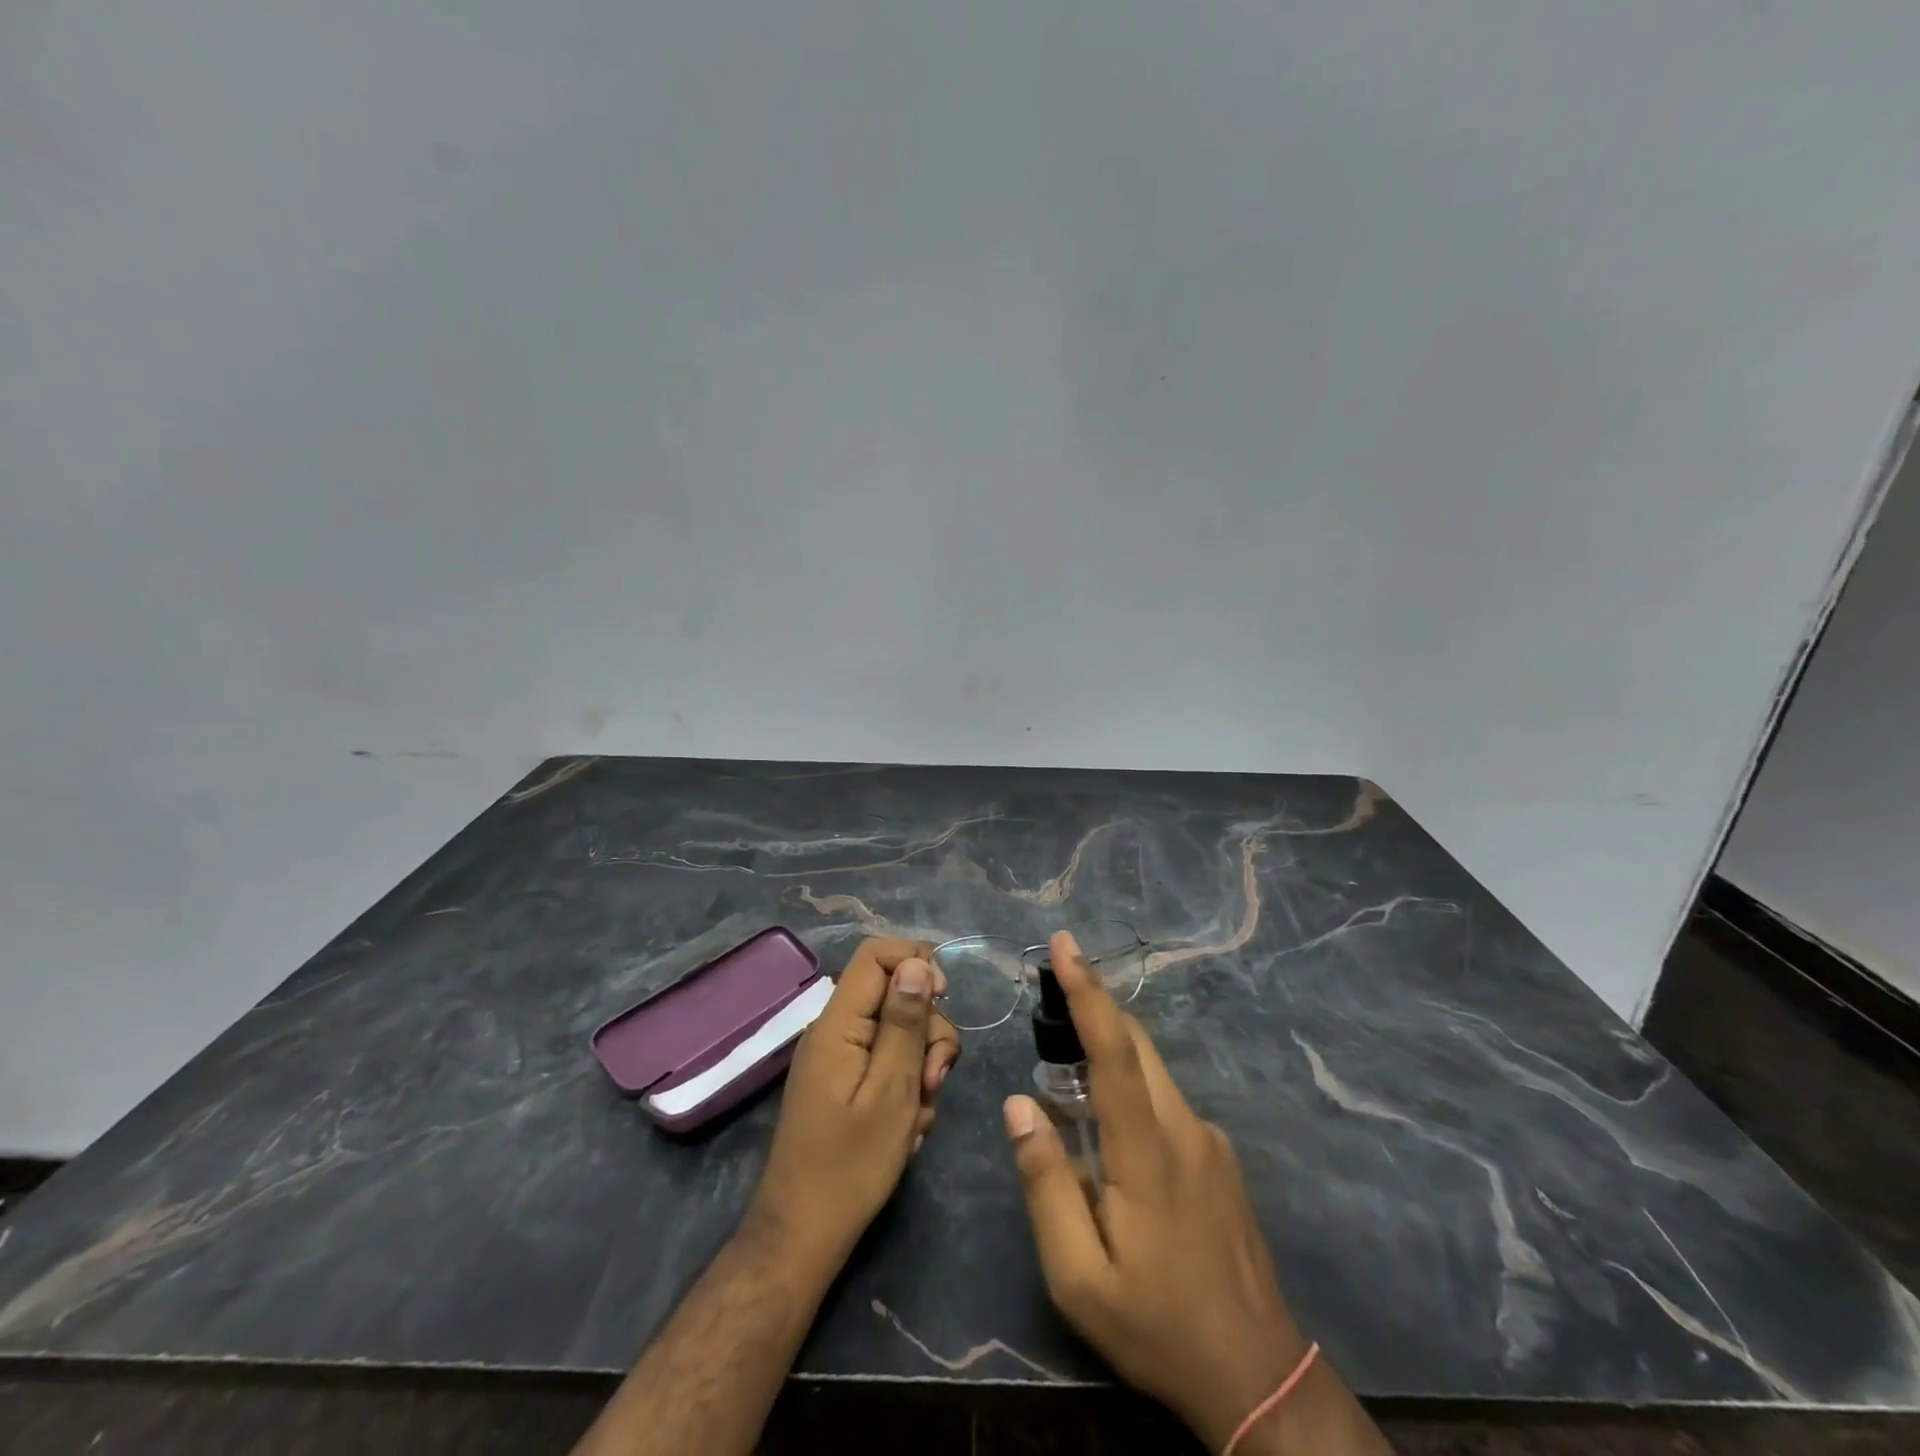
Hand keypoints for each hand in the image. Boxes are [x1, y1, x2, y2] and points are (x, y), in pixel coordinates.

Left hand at [748, 938, 961, 1269]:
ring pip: (898, 1033)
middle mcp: (836, 1031)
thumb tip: (917, 963)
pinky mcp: (845, 1083)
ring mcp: (839, 1058)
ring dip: (922, 1067)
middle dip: (927, 1032)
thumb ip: (905, 1023)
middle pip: (895, 995)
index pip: (876, 955)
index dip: (916, 962)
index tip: (945, 998)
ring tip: (919, 1116)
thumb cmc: (850, 1166)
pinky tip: (907, 1128)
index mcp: (838, 1023)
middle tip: (934, 1082)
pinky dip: (906, 1089)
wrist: (803, 1237)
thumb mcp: (892, 1090)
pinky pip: (887, 1064)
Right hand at [1004, 931, 1308, 1451]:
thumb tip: (1019, 1104)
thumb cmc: (1157, 1326)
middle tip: (1051, 994)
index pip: (1113, 1050)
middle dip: (1094, 1006)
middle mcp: (1184, 1127)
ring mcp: (1209, 1139)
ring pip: (1152, 1071)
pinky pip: (1166, 1102)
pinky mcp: (1220, 1156)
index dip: (1087, 991)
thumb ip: (1045, 1183)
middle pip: (1136, 1043)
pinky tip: (1110, 1140)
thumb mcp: (1078, 1277)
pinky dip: (1132, 1092)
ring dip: (1109, 1054)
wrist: (1259, 1377)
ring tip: (1066, 1081)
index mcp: (1147, 1151)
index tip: (1065, 944)